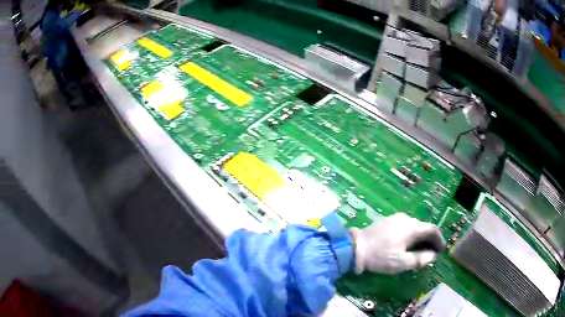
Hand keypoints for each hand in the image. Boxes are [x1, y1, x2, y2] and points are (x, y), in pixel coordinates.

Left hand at [349, 213, 444, 273]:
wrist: (354, 248)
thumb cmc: (379, 257)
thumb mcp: (401, 262)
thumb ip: (419, 259)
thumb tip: (433, 256)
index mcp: (412, 227)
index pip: (432, 230)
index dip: (439, 240)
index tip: (441, 250)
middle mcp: (406, 219)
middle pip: (423, 228)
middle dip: (430, 240)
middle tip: (432, 253)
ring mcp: (395, 218)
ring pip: (414, 227)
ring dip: (420, 238)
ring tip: (421, 251)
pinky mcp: (387, 222)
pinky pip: (405, 227)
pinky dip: (411, 236)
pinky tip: (407, 245)